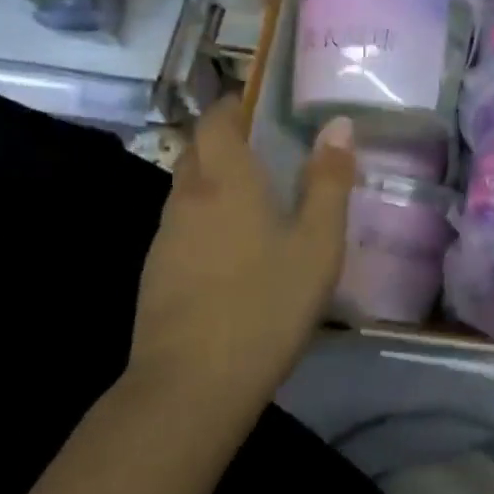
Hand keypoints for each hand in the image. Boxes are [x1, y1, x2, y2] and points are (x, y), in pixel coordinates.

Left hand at [128, 100, 356, 406]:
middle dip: (226, 141)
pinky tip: (233, 252)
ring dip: (215, 182)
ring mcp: (165, 237)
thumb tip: (338, 125)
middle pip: (197, 149)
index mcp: (226, 179)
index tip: (263, 107)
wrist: (189, 388)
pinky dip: (205, 220)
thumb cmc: (265, 304)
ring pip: (187, 189)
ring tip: (256, 202)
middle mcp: (187, 197)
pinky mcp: (155, 273)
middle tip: (269, 152)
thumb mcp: (317, 243)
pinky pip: (182, 226)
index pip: (217, 118)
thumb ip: (329, 180)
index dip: (235, 105)